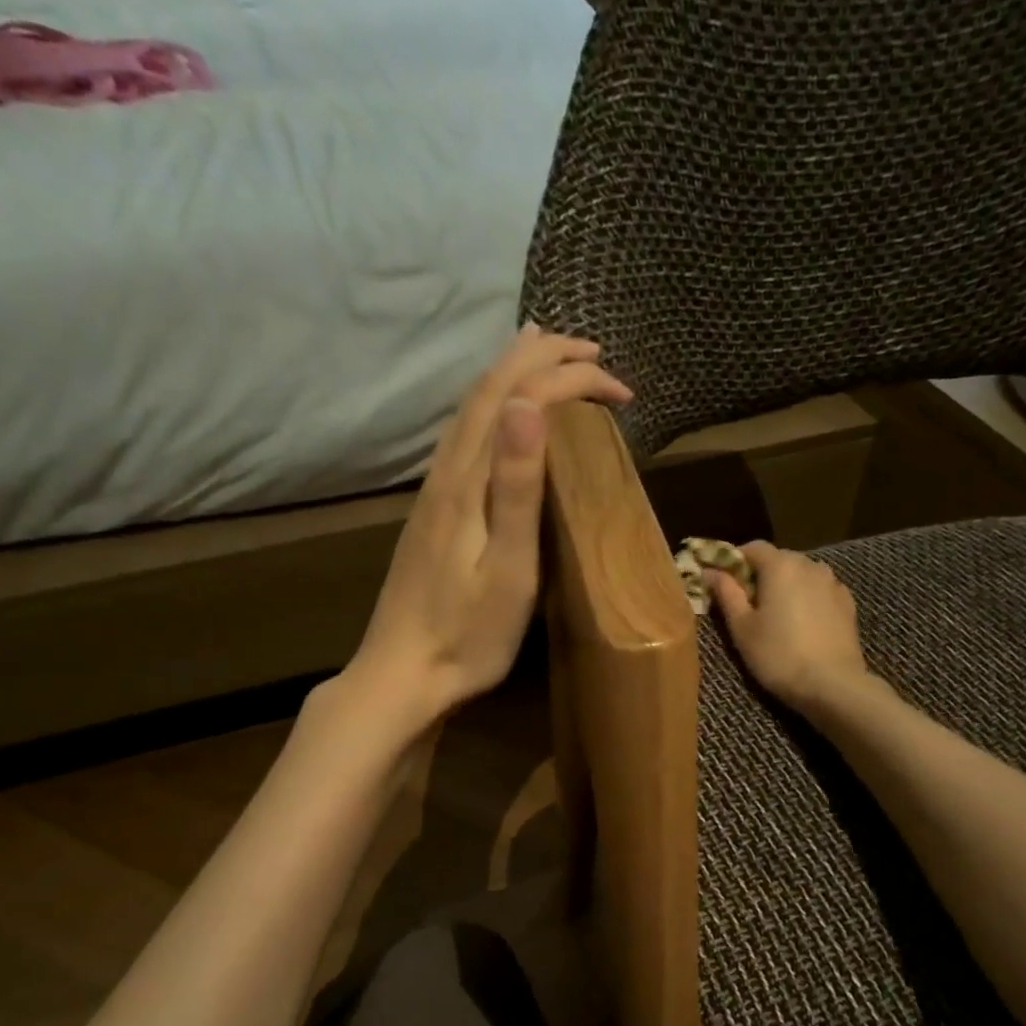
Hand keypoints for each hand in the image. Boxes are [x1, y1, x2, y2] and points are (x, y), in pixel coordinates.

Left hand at [342, 326, 631, 728]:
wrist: (403, 674)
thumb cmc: (468, 633)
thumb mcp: (507, 567)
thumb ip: (516, 486)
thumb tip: (529, 403)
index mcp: (467, 482)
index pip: (519, 400)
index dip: (570, 380)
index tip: (622, 390)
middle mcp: (446, 474)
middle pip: (489, 392)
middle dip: (541, 359)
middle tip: (592, 351)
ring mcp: (433, 493)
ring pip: (472, 411)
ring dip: (513, 375)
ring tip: (544, 355)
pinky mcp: (432, 514)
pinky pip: (464, 437)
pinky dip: (493, 409)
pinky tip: (502, 421)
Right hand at [707, 541, 872, 711]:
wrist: (832, 684)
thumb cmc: (777, 655)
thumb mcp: (742, 627)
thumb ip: (726, 593)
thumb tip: (709, 571)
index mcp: (780, 566)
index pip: (753, 547)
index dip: (734, 560)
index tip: (722, 581)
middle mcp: (809, 565)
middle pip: (778, 559)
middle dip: (760, 574)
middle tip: (745, 603)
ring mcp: (833, 583)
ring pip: (801, 574)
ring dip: (785, 585)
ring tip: (774, 614)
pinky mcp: (847, 603)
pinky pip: (819, 590)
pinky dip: (805, 597)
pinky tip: (800, 623)